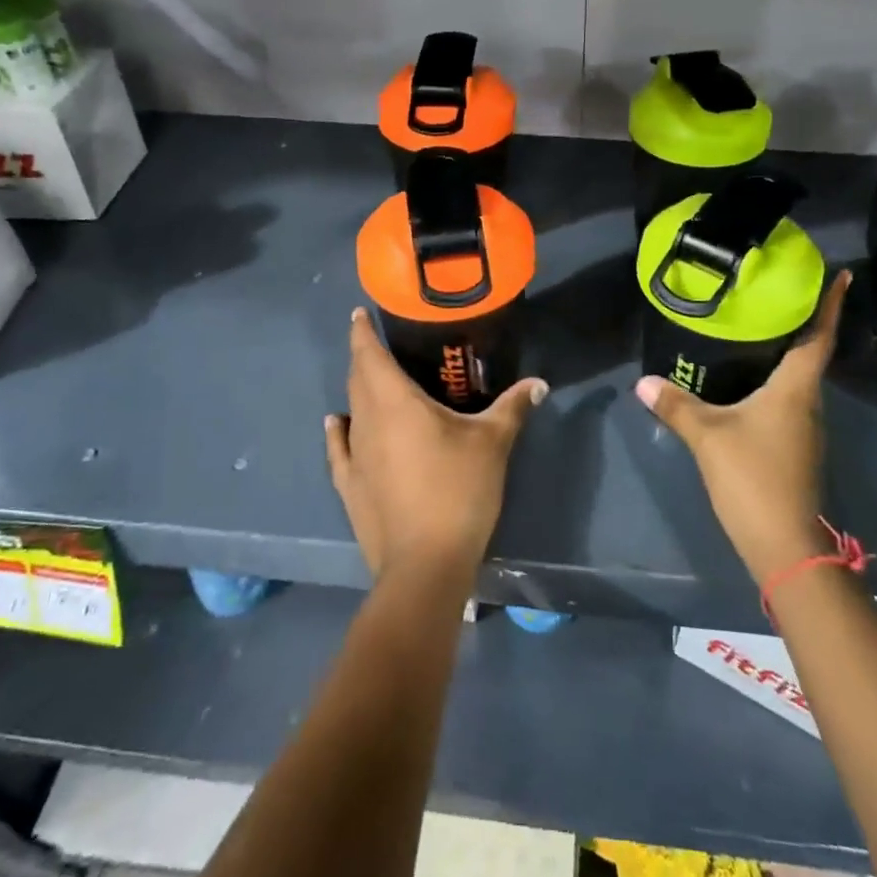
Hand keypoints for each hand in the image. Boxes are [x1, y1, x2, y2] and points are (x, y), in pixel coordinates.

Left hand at [324, 307, 547, 585]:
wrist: (425, 564)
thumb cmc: (458, 491)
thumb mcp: (492, 443)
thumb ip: (513, 407)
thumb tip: (539, 383)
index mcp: (395, 402)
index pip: (369, 355)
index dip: (362, 331)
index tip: (359, 313)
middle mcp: (368, 421)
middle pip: (358, 379)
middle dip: (364, 356)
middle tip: (380, 343)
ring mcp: (354, 455)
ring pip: (351, 409)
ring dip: (358, 390)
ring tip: (372, 379)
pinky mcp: (350, 485)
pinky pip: (340, 447)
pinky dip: (339, 429)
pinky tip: (337, 422)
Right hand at [635, 269, 849, 583]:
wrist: (784, 544)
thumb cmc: (754, 477)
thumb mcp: (708, 436)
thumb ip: (676, 406)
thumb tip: (643, 381)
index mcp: (795, 389)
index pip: (818, 338)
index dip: (830, 305)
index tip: (841, 275)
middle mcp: (807, 403)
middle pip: (809, 354)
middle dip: (799, 322)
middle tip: (775, 292)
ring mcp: (803, 428)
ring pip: (796, 379)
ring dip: (784, 353)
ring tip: (756, 329)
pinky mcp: (794, 448)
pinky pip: (786, 401)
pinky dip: (772, 381)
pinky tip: (747, 381)